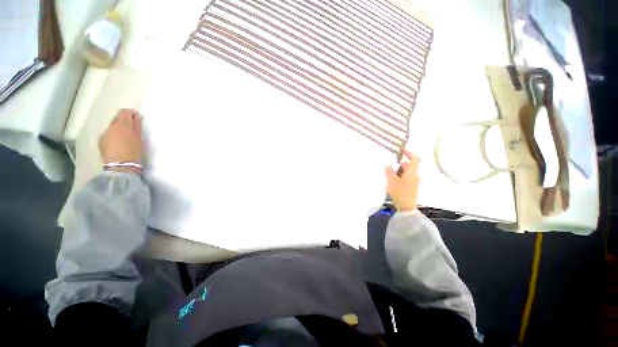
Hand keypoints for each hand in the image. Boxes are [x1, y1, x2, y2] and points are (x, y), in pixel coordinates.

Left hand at [99, 109, 143, 173]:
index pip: (124, 112)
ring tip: (126, 137)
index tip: (138, 117)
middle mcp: (110, 127)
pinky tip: (119, 143)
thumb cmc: (134, 152)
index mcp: (121, 125)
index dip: (131, 113)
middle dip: (125, 120)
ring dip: (119, 128)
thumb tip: (137, 117)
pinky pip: (108, 134)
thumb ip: (137, 126)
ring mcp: (104, 134)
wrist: (121, 166)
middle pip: (117, 118)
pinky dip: (114, 135)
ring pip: (112, 127)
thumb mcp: (139, 138)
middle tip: (133, 127)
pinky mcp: (101, 142)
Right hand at [385, 150, 419, 211]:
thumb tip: (388, 165)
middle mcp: (415, 175)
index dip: (409, 153)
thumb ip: (389, 171)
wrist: (406, 207)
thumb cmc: (399, 192)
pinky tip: (393, 181)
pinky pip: (406, 177)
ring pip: (406, 172)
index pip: (415, 158)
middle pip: (408, 165)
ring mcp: (414, 181)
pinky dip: (400, 176)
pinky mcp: (412, 186)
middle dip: (399, 165)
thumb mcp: (392, 181)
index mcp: (412, 172)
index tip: (402, 150)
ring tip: (389, 175)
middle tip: (390, 167)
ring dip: (398, 171)